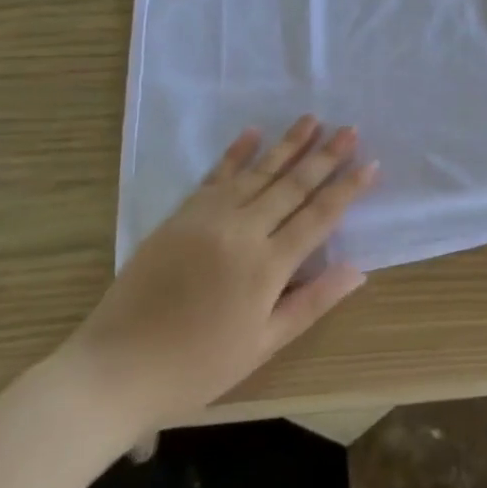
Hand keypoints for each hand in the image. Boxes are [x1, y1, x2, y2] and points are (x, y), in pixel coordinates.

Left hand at [60, 117, 374, 436]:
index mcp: (267, 266)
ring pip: (258, 172)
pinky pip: (215, 176)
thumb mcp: (263, 344)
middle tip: (350, 130)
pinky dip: (236, 153)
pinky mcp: (181, 216)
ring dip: (288, 144)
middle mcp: (242, 231)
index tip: (371, 164)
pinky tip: (253, 133)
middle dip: (325, 156)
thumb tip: (358, 270)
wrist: (116, 368)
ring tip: (313, 119)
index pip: (318, 216)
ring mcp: (208, 218)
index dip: (347, 189)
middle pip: (292, 185)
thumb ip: (312, 302)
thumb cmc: (197, 366)